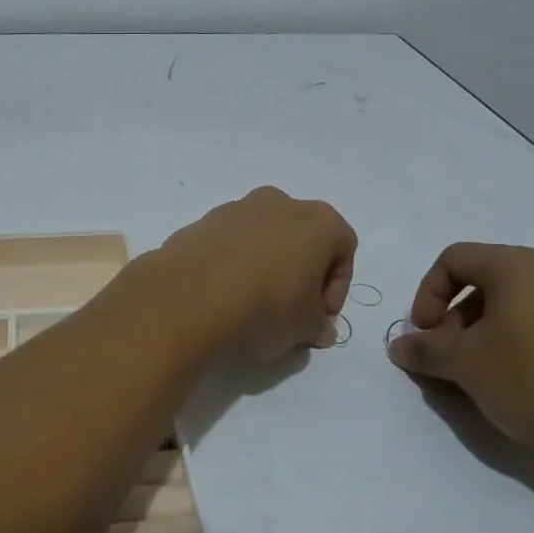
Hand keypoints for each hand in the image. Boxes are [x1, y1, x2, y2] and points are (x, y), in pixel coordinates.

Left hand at [157, 187, 356, 360]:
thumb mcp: (305, 328)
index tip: (319, 316)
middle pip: (301, 237)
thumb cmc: (266, 306)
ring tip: (251, 305)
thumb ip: (318, 326)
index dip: (336, 287)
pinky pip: (228, 244)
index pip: (343, 248)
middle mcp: (279, 203)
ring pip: (262, 237)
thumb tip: (319, 329)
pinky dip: (231, 264)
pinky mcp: (201, 221)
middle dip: (301, 272)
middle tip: (290, 310)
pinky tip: (222, 295)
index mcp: (318, 220)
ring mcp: (236, 208)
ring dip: (264, 265)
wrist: (190, 295)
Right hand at [386, 242, 533, 461]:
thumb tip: (401, 346)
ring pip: (517, 307)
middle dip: (455, 320)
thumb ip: (425, 351)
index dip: (426, 294)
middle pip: (485, 283)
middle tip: (449, 360)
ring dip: (486, 335)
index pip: (453, 259)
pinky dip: (522, 346)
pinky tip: (524, 387)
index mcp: (518, 266)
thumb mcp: (466, 366)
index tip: (424, 335)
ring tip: (483, 379)